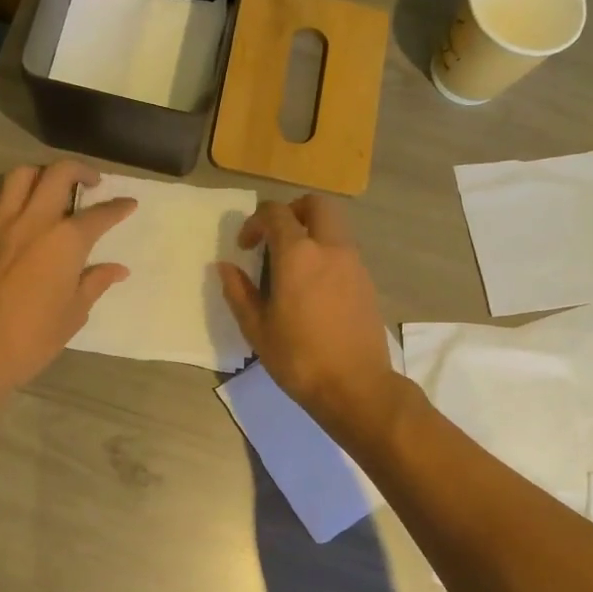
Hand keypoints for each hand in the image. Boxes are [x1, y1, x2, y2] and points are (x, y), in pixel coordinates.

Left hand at [0, 161, 135, 400]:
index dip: (118, 207)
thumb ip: (94, 282)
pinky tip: (21, 209)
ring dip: (42, 174)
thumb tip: (118, 269)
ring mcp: (0, 223)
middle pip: (59, 173)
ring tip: (52, 188)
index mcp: (65, 242)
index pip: (99, 214)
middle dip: (81, 171)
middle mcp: (34, 221)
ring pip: (22, 175)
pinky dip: (14, 193)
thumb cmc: (32, 338)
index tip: (129, 204)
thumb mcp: (73, 314)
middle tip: (92, 183)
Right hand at [217, 196, 397, 439]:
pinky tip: (313, 287)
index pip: (276, 213)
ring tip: (292, 265)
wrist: (356, 387)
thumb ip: (238, 292)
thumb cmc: (299, 358)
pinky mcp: (367, 281)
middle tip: (274, 237)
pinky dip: (326, 252)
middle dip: (292, 211)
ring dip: (311, 231)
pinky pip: (345, 250)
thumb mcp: (257, 329)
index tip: (245, 247)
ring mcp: (354, 263)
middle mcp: (330, 248)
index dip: (255, 221)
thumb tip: (225, 266)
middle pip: (316, 204)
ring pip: (335, 225)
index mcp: (298, 255)